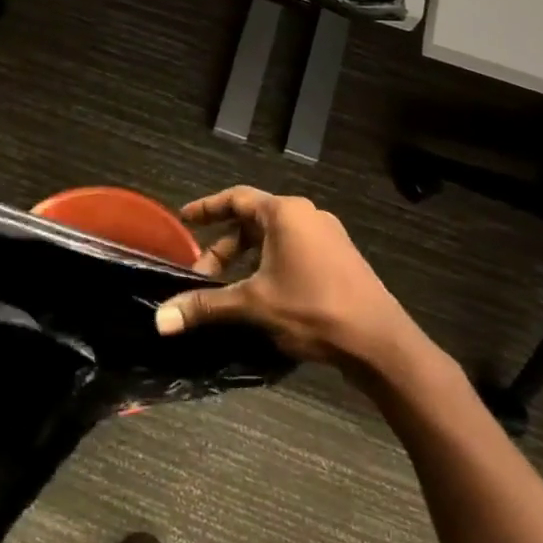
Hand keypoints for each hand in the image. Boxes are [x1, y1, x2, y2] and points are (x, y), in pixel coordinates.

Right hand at [155, 187, 426, 366]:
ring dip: (246, 259)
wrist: (381, 343)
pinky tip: (262, 295)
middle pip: (252, 221)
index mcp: (285, 213)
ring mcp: (328, 237)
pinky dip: (269, 265)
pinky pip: (293, 251)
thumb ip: (206, 305)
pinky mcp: (340, 259)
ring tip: (229, 288)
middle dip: (224, 247)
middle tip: (201, 274)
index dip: (207, 208)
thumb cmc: (313, 309)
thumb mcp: (254, 305)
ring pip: (273, 239)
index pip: (236, 198)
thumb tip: (160, 318)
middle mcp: (307, 216)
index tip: (184, 219)